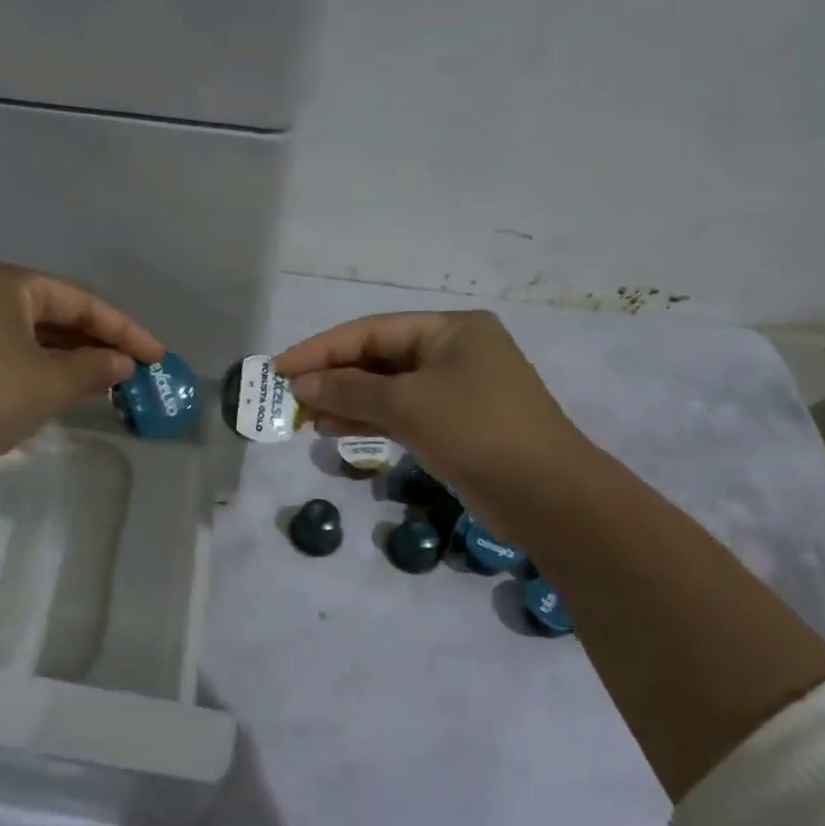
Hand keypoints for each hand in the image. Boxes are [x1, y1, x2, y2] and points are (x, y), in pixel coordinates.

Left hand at [0, 259, 163, 475]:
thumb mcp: (48, 384)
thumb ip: (93, 369)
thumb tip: (122, 364)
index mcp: (3, 281)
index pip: (79, 300)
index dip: (124, 330)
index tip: (156, 356)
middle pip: (50, 312)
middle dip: (92, 342)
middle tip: (129, 369)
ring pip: (23, 332)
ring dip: (63, 357)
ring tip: (99, 382)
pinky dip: (31, 365)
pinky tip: (51, 389)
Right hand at [273, 311, 586, 492]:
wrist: (546, 495)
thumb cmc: (475, 430)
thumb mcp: (406, 404)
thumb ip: (348, 391)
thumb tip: (301, 385)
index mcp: (449, 330)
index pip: (370, 331)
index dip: (320, 349)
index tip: (279, 369)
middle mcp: (452, 352)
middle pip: (377, 358)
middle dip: (331, 377)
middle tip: (288, 397)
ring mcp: (454, 390)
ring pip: (385, 388)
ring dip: (344, 402)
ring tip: (304, 418)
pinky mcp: (453, 424)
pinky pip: (399, 413)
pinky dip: (367, 420)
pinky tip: (332, 431)